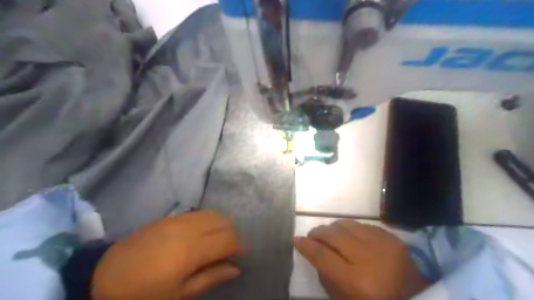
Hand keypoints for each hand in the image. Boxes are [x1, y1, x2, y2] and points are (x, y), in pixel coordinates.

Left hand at [92, 210, 242, 299]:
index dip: (240, 246)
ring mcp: (179, 220)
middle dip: (233, 235)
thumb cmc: (145, 294)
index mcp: (192, 250)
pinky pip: (199, 213)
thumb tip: (235, 269)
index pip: (228, 239)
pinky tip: (204, 232)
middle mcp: (189, 229)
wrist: (105, 277)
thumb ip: (211, 277)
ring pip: (213, 214)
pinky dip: (209, 220)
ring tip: (219, 240)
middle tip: (230, 250)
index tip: (242, 256)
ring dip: (222, 225)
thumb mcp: (180, 294)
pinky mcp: (171, 217)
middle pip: (224, 222)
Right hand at [293, 220, 428, 298]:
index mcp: (356, 281)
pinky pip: (362, 225)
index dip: (306, 245)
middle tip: (312, 237)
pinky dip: (351, 229)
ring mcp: (383, 244)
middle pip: (333, 234)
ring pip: (347, 224)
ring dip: (333, 228)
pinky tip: (350, 237)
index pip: (322, 255)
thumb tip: (315, 252)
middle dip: (318, 233)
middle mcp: (369, 257)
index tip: (296, 240)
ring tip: (329, 235)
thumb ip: (327, 276)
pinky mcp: (393, 238)